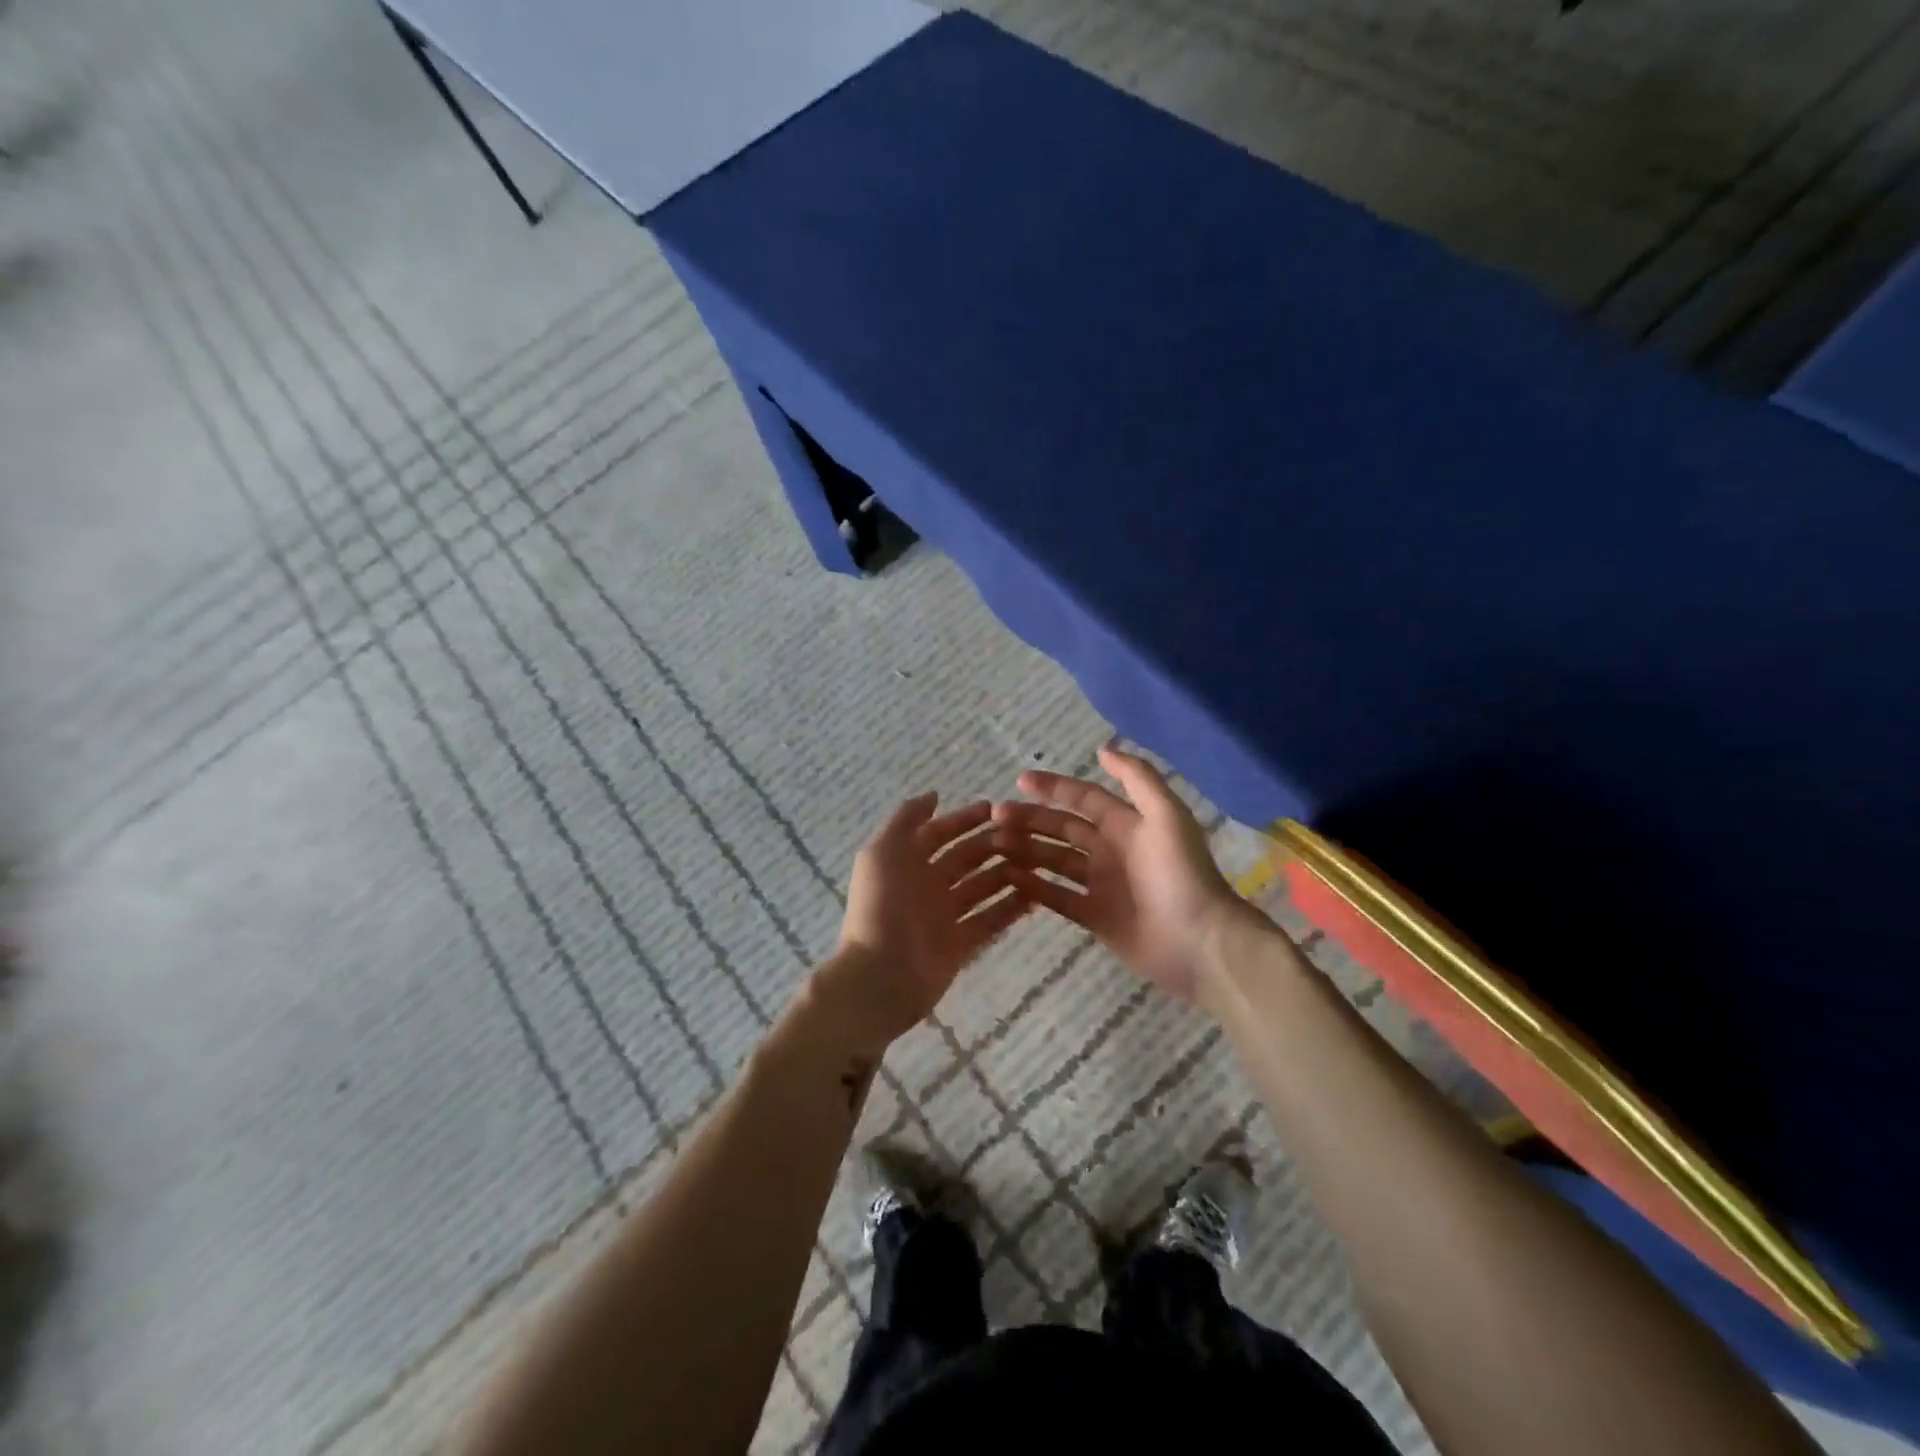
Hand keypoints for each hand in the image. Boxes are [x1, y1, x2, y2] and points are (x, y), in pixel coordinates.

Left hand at [823, 794, 1030, 1055]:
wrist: (880, 975)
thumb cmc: (881, 907)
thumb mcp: (883, 852)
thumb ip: (906, 819)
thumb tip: (933, 795)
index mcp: (906, 862)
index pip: (940, 833)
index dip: (964, 819)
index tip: (996, 809)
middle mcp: (926, 885)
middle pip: (965, 858)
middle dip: (992, 845)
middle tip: (1026, 836)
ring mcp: (944, 916)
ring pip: (981, 887)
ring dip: (1006, 873)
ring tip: (1038, 862)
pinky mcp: (960, 945)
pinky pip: (990, 921)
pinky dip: (1011, 908)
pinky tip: (1037, 896)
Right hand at [992, 747, 1256, 1002]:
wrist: (1199, 942)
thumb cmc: (1180, 875)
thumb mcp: (1167, 816)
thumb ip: (1138, 779)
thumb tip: (1103, 749)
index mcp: (1127, 825)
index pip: (1083, 798)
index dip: (1054, 788)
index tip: (1019, 781)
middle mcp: (1110, 851)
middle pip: (1062, 829)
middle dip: (1030, 820)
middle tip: (995, 818)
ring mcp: (1101, 886)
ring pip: (1055, 861)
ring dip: (1026, 850)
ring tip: (994, 846)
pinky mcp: (1095, 918)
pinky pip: (1058, 898)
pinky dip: (1034, 888)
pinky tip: (1009, 878)